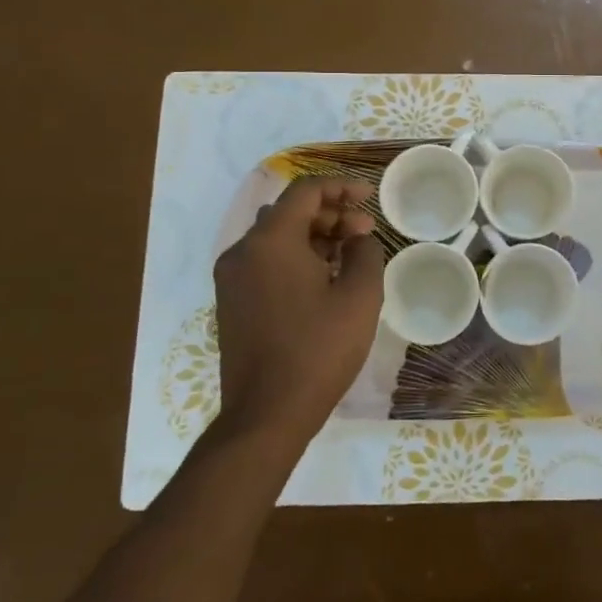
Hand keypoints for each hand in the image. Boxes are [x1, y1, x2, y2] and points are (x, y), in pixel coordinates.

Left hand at [208, 177, 383, 456]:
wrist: (267, 414)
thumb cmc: (319, 349)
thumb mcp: (360, 295)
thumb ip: (365, 252)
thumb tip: (357, 239)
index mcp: (271, 241)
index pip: (306, 191)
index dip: (341, 187)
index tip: (370, 197)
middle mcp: (243, 251)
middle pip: (289, 212)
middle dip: (330, 213)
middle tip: (364, 232)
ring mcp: (232, 279)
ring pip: (276, 237)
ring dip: (314, 236)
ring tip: (349, 255)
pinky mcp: (231, 303)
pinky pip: (265, 262)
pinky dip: (295, 257)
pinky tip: (324, 280)